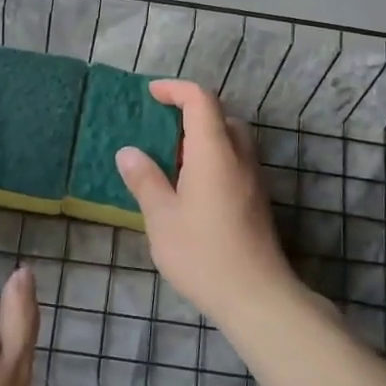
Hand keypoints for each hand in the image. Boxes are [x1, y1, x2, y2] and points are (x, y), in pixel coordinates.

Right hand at [115, 81, 297, 325]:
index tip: (151, 94)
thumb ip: (145, 180)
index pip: (200, 100)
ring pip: (230, 141)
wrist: (256, 296)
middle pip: (220, 117)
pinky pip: (234, 163)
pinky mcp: (257, 201)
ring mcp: (253, 180)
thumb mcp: (162, 217)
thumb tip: (128, 152)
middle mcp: (239, 157)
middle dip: (190, 115)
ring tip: (171, 163)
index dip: (175, 89)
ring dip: (202, 139)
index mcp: (214, 152)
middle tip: (159, 132)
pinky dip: (212, 160)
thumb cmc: (202, 253)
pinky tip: (190, 190)